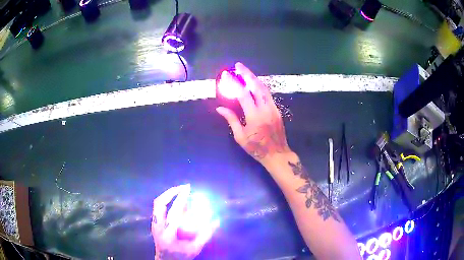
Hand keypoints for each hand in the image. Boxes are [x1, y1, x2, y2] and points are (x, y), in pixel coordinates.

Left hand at [152, 184, 218, 259]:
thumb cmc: (181, 256)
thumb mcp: (195, 248)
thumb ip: (206, 235)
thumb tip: (217, 220)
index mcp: (168, 234)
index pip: (174, 213)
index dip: (181, 199)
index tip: (189, 189)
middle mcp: (158, 227)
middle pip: (160, 204)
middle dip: (172, 192)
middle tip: (184, 187)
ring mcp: (154, 224)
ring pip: (157, 204)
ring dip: (168, 195)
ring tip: (179, 190)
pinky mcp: (154, 223)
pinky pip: (158, 208)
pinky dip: (167, 200)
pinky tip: (175, 200)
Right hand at [216, 62, 291, 167]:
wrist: (277, 154)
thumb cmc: (257, 148)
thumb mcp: (240, 137)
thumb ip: (231, 120)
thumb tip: (220, 108)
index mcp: (254, 116)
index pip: (243, 94)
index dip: (234, 83)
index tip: (227, 74)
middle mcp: (265, 109)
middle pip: (256, 86)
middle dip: (247, 73)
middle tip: (239, 65)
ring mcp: (273, 108)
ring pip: (264, 88)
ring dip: (254, 78)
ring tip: (246, 71)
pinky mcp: (277, 110)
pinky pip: (268, 95)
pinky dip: (260, 87)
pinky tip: (255, 84)